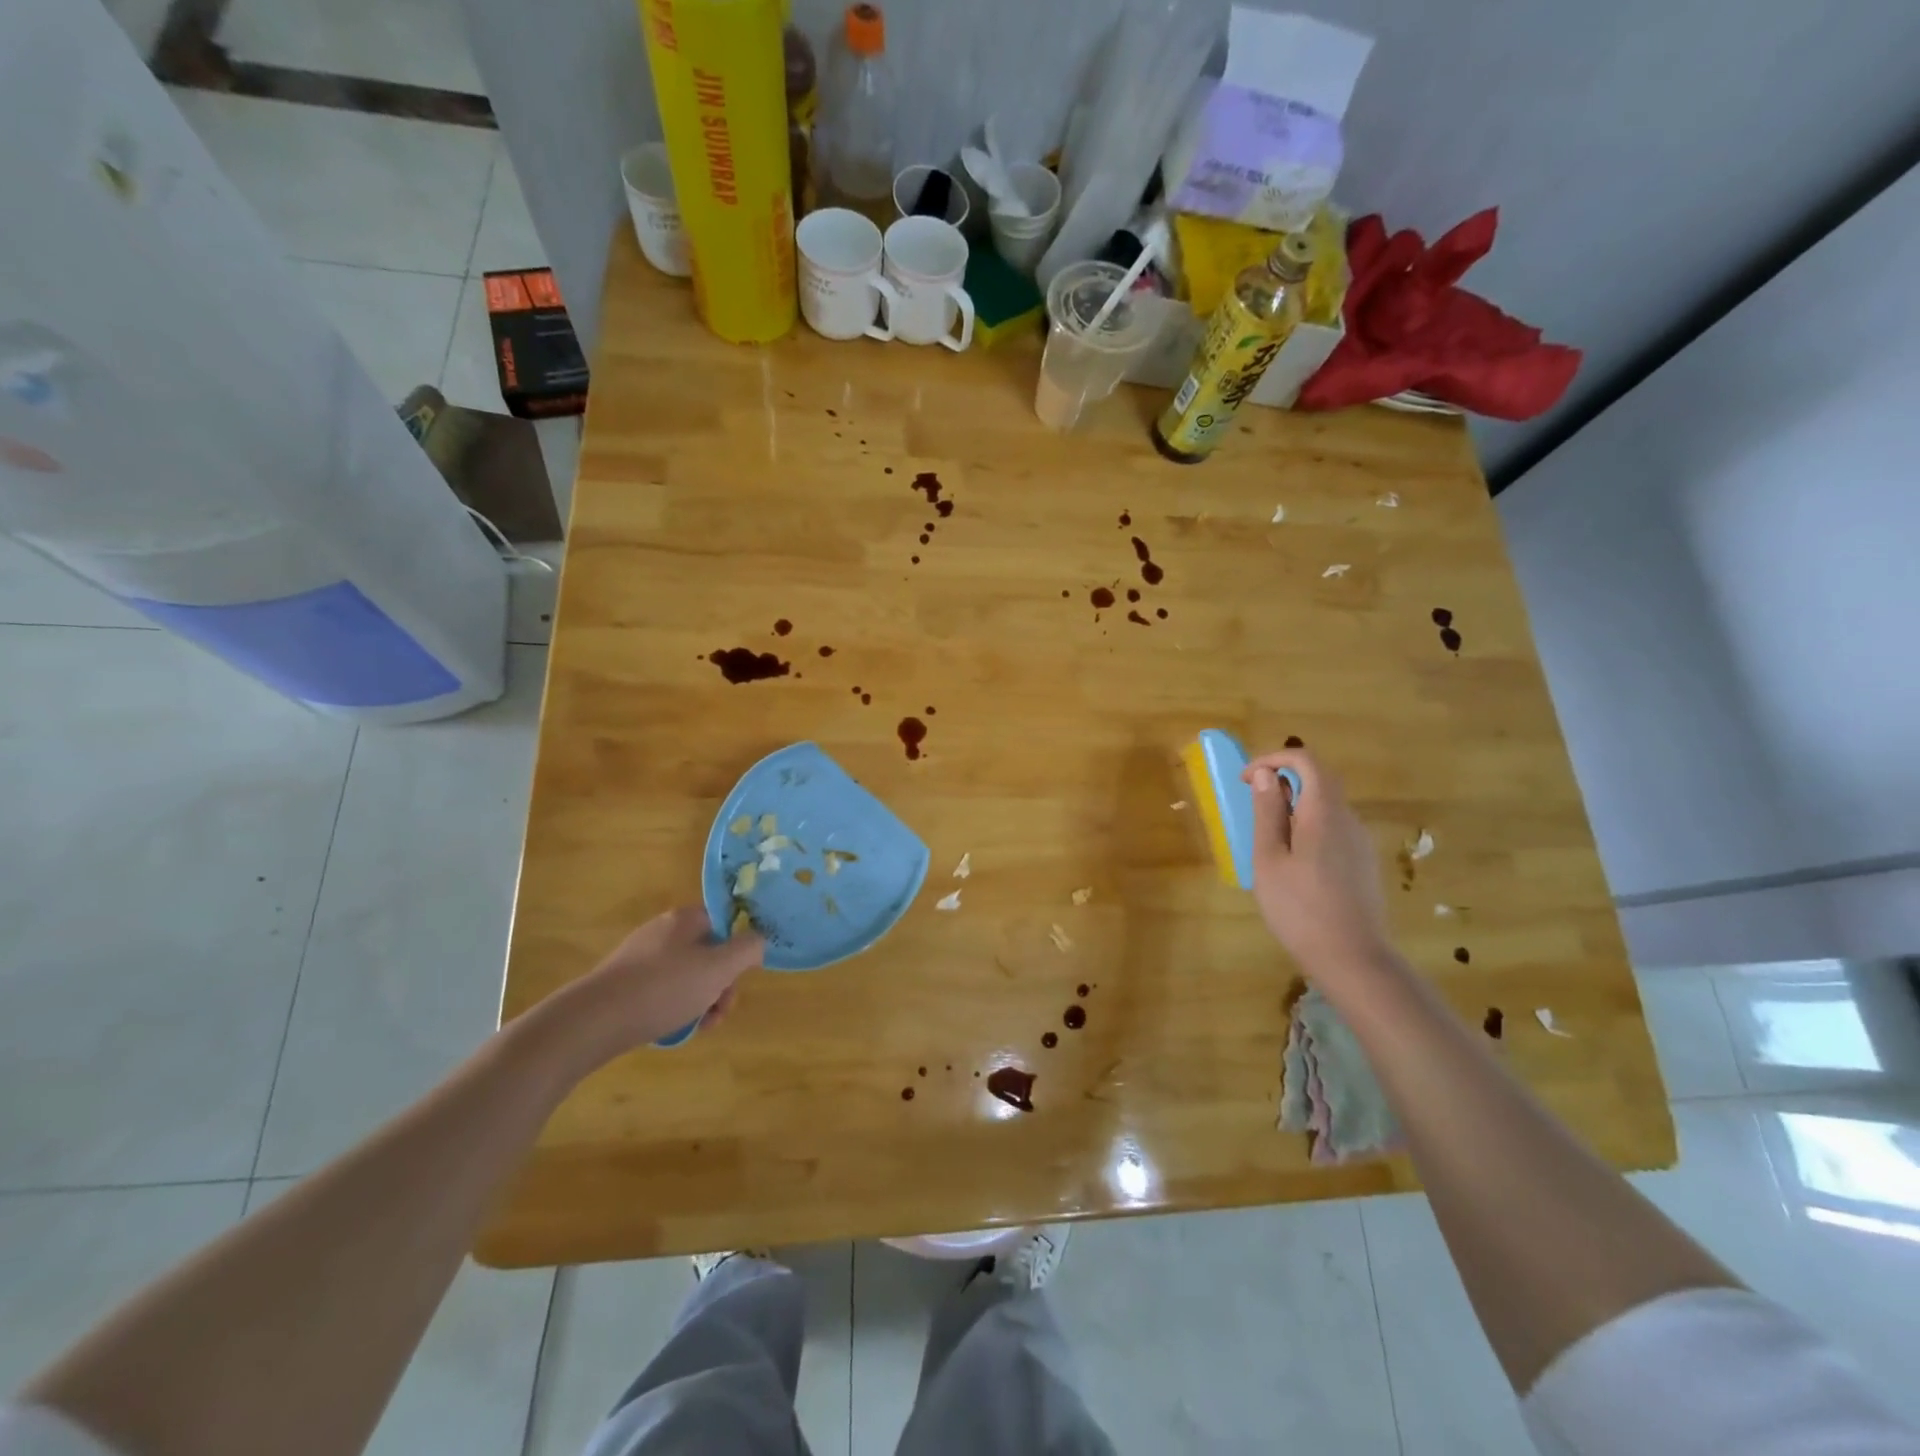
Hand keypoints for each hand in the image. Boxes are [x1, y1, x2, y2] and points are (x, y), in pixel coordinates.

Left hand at [559, 905, 763, 1058]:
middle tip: (721, 1011)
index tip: (741, 977)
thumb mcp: (718, 968)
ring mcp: (641, 958)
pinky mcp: (625, 983)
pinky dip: (676, 1008)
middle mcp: (664, 931)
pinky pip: (664, 991)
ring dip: (703, 1000)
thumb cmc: (664, 988)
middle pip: (709, 952)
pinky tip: (674, 1029)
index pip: (726, 922)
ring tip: (700, 1027)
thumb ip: (748, 949)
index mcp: (685, 919)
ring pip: (688, 976)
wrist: (593, 1021)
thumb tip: (759, 939)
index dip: (740, 948)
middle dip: (722, 984)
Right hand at [1241, 749, 1391, 977]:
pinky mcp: (1363, 865)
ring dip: (1295, 807)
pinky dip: (1308, 827)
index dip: (1274, 759)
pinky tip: (1293, 863)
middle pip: (1320, 781)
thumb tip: (1265, 775)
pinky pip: (1334, 830)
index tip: (1246, 779)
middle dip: (1283, 781)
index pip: (1307, 761)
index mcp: (1325, 813)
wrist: (1353, 959)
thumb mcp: (1270, 859)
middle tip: (1252, 804)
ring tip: (1267, 840)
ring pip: (1327, 808)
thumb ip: (1268, 813)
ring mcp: (1360, 843)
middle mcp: (1349, 820)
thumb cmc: (1300, 908)